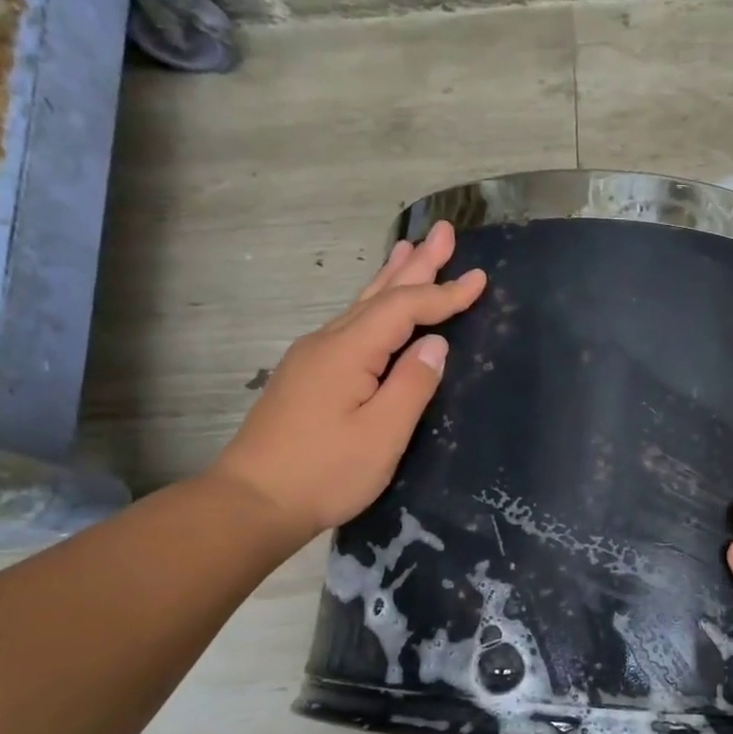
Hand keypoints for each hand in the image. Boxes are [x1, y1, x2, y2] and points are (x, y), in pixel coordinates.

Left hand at [207, 223, 486, 542]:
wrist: (252, 501)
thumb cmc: (325, 472)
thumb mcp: (382, 434)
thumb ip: (412, 384)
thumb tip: (436, 344)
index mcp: (349, 352)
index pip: (404, 309)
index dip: (444, 294)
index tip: (480, 279)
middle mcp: (328, 343)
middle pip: (379, 294)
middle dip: (415, 264)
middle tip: (443, 232)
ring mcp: (313, 357)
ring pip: (361, 306)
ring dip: (391, 277)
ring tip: (409, 249)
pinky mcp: (309, 376)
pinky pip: (351, 325)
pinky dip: (374, 304)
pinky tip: (377, 305)